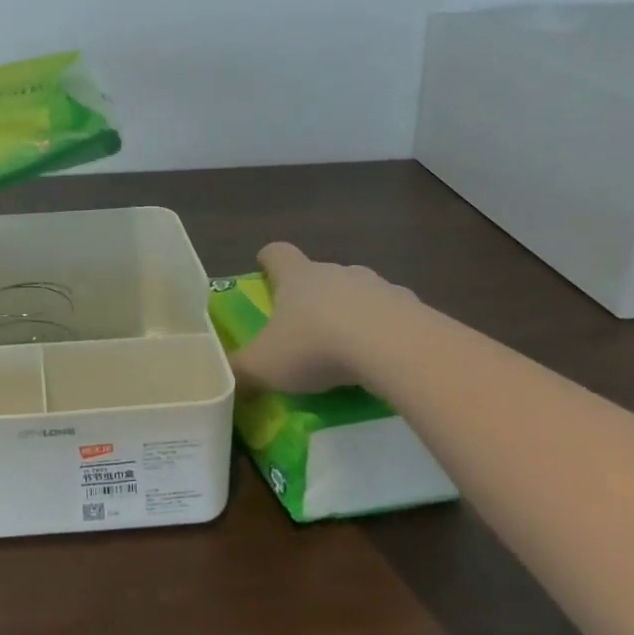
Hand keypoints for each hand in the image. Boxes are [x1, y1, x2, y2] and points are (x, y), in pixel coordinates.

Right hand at [231, 242, 420, 396]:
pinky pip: (394, 314)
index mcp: (297, 277)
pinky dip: (387, 330)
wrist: (395, 348)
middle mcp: (335, 272)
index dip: (268, 260)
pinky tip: (385, 358)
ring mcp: (377, 286)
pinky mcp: (412, 307)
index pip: (277, 253)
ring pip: (358, 291)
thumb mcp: (265, 366)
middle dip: (312, 294)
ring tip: (348, 346)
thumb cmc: (317, 346)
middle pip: (319, 273)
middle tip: (304, 325)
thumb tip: (221, 381)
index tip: (263, 268)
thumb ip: (240, 372)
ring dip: (351, 310)